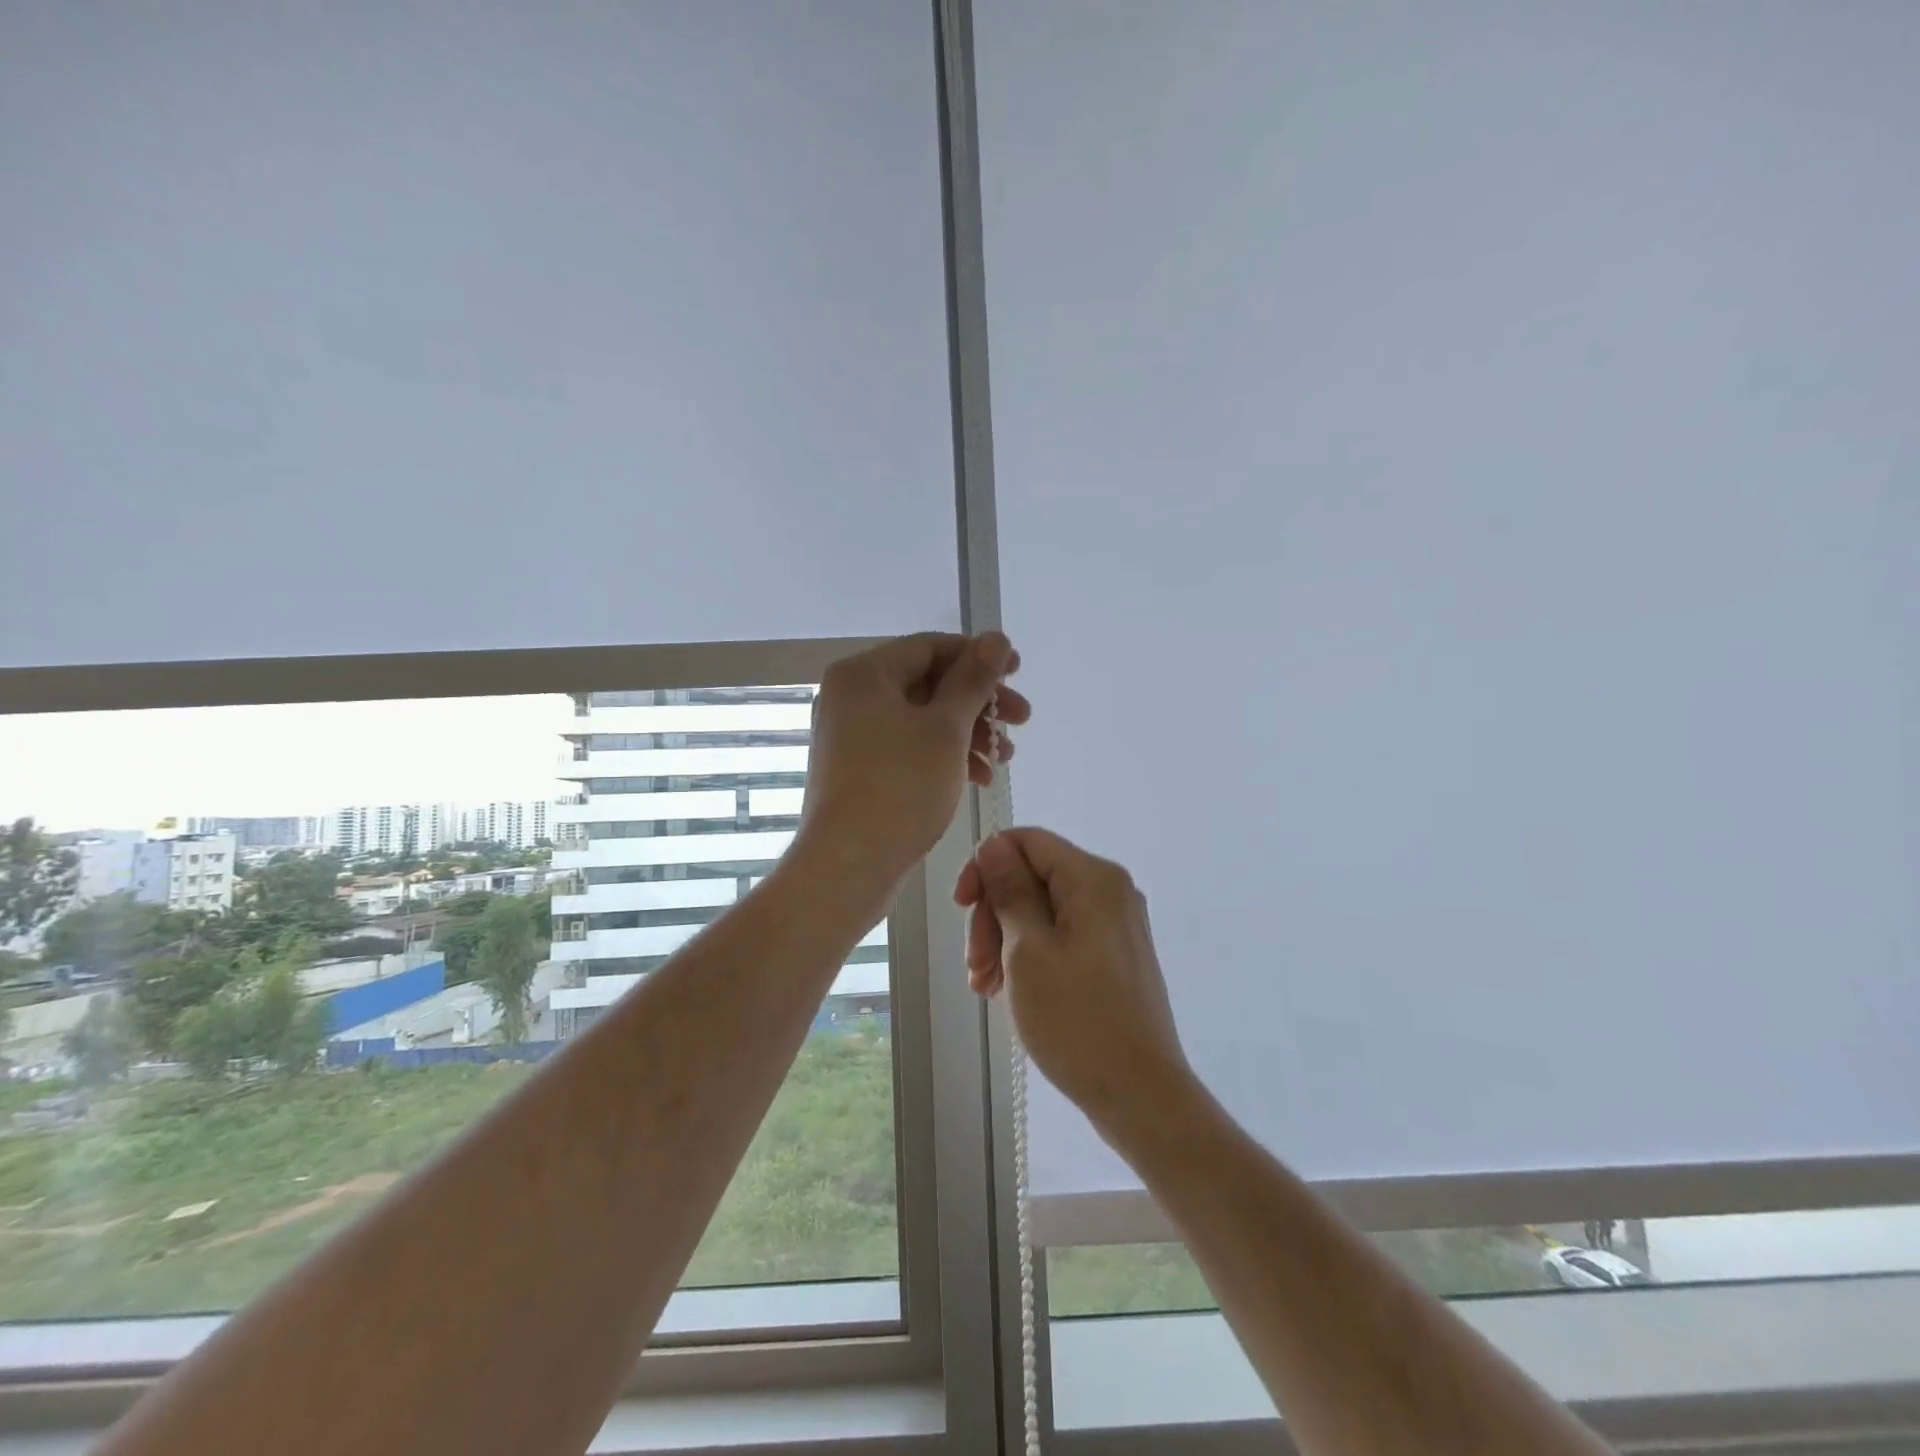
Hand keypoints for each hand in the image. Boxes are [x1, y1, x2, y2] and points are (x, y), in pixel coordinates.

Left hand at [800, 633, 1029, 889]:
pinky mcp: (859, 769)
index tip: (1019, 672)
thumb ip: (973, 680)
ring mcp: (851, 735)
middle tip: (1022, 720)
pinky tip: (979, 777)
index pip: (930, 647)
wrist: (849, 865)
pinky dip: (944, 755)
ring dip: (968, 732)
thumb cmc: (900, 786)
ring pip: (921, 719)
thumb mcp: (946, 728)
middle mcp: (851, 697)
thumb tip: (996, 638)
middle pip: (927, 683)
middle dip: (979, 702)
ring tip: (1005, 757)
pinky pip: (908, 747)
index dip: (979, 655)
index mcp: (863, 674)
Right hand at [955, 828, 1188, 1130]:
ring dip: (1005, 940)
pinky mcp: (1114, 955)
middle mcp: (1110, 891)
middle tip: (975, 966)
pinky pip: (1062, 936)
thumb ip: (1010, 890)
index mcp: (1094, 878)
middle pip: (1033, 877)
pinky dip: (1030, 955)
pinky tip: (1009, 990)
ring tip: (985, 987)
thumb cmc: (1077, 1020)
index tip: (961, 906)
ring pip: (1043, 910)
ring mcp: (1116, 924)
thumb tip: (994, 844)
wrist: (1140, 1095)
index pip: (1026, 841)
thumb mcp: (1028, 950)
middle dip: (994, 914)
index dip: (986, 866)